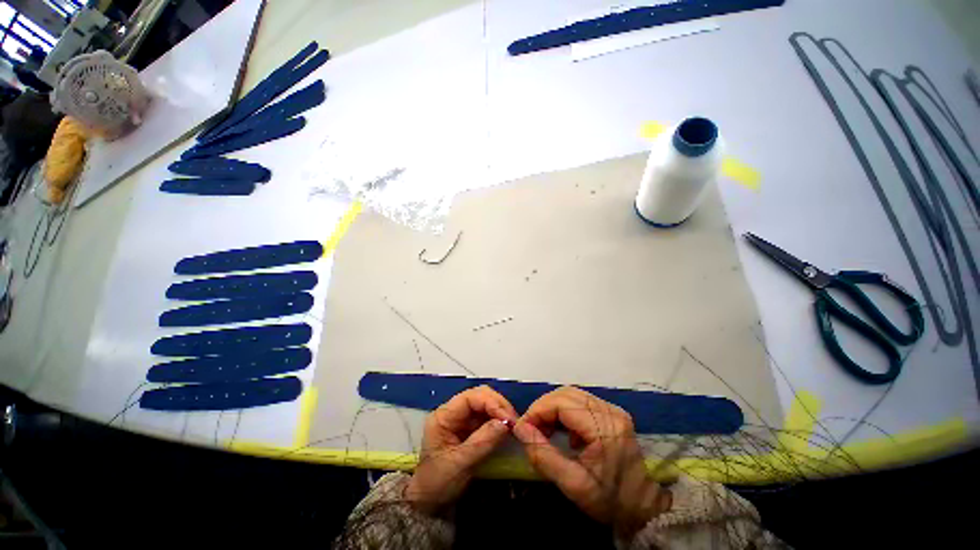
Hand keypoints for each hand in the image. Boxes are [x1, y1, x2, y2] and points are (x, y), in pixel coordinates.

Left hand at [406, 385, 517, 514]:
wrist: (428, 503)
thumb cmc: (438, 483)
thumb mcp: (460, 464)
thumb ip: (482, 442)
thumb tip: (506, 424)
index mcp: (444, 416)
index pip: (470, 397)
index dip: (491, 403)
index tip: (508, 418)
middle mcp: (452, 412)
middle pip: (479, 396)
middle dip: (498, 405)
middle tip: (514, 421)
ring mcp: (461, 419)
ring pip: (485, 404)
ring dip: (500, 411)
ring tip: (513, 425)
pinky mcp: (468, 428)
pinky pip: (486, 417)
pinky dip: (498, 420)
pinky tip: (506, 429)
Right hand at [513, 387, 669, 535]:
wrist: (643, 508)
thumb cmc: (609, 500)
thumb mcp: (572, 484)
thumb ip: (542, 454)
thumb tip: (519, 428)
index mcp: (603, 427)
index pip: (562, 403)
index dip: (538, 410)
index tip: (523, 427)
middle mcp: (609, 411)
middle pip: (566, 394)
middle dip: (543, 407)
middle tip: (531, 428)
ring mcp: (612, 410)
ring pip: (572, 394)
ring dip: (553, 407)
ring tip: (543, 429)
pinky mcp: (611, 413)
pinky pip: (580, 402)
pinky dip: (564, 410)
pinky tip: (563, 431)